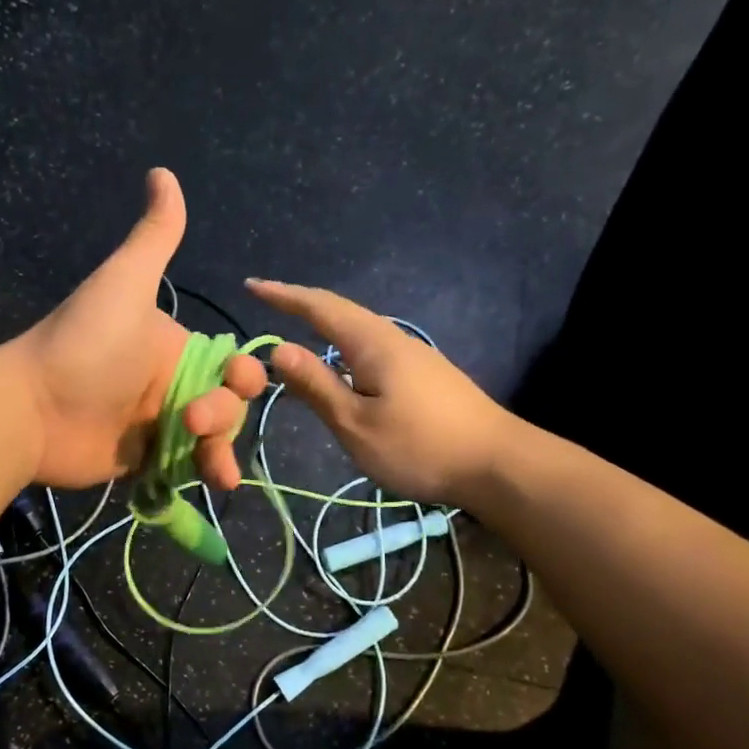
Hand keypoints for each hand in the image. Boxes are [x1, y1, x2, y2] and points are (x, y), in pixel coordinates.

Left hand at [8, 169, 266, 489]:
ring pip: (212, 440)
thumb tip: (163, 172)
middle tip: (193, 421)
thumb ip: (153, 236)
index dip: (242, 375)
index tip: (236, 382)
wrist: (31, 408)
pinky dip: (204, 474)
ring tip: (215, 470)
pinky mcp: (143, 461)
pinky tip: (215, 482)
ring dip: (222, 451)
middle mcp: (170, 385)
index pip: (229, 363)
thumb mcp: (125, 283)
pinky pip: (186, 467)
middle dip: (225, 414)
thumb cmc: (85, 345)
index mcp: (174, 347)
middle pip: (227, 404)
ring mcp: (157, 426)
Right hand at [246, 279, 511, 505]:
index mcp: (372, 344)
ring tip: (295, 328)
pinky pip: (371, 349)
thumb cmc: (420, 446)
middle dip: (301, 304)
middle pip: (340, 312)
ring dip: (323, 325)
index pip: (319, 307)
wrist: (498, 464)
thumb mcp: (356, 423)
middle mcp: (393, 339)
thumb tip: (278, 349)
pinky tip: (339, 366)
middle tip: (267, 300)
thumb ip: (317, 386)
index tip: (251, 285)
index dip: (283, 296)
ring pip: (358, 330)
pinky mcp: (424, 375)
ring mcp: (413, 356)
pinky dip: (342, 347)